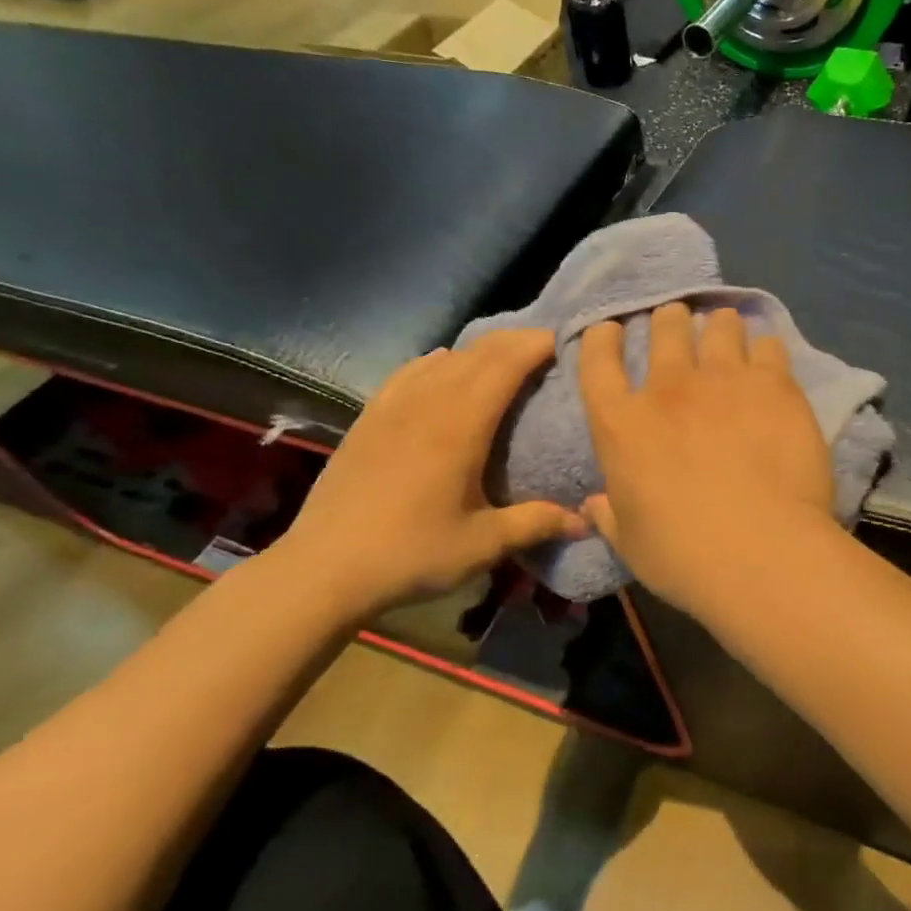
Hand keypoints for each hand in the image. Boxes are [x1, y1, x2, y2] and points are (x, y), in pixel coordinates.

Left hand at [277, 330, 584, 618]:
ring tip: (504, 356)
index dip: (536, 345)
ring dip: (479, 349)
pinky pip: (408, 372)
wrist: (323, 570)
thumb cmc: (410, 554)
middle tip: (545, 345)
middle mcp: (428, 403)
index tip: (565, 340)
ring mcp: (393, 407)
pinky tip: (441, 364)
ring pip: (443, 358)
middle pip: (477, 353)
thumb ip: (537, 524)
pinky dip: (436, 360)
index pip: (505, 365)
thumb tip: (586, 520)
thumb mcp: (483, 544)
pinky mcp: (369, 418)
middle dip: (515, 341)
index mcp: (461, 426)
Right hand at [578, 303, 834, 609]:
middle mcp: (668, 387)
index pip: (597, 361)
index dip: (601, 338)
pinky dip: (764, 347)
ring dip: (717, 324)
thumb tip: (593, 505)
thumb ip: (610, 515)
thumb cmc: (682, 555)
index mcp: (621, 423)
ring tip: (725, 327)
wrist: (758, 551)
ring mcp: (723, 379)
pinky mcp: (773, 384)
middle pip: (664, 328)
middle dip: (669, 320)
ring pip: (717, 326)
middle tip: (677, 322)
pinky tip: (768, 356)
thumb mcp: (630, 542)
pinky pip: (768, 346)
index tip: (611, 329)